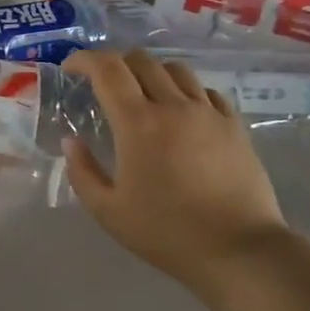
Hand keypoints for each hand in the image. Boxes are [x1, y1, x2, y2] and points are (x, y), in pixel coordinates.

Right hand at [59, 50, 309, 310]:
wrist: (239, 251)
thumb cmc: (166, 233)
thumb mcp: (108, 211)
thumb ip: (82, 171)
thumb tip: (70, 140)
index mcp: (137, 123)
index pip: (107, 69)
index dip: (84, 59)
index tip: (70, 69)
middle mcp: (173, 105)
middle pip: (141, 60)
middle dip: (115, 63)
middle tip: (103, 85)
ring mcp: (208, 113)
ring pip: (176, 69)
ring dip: (151, 73)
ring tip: (144, 94)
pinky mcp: (235, 126)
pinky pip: (206, 91)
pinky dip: (186, 91)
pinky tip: (182, 112)